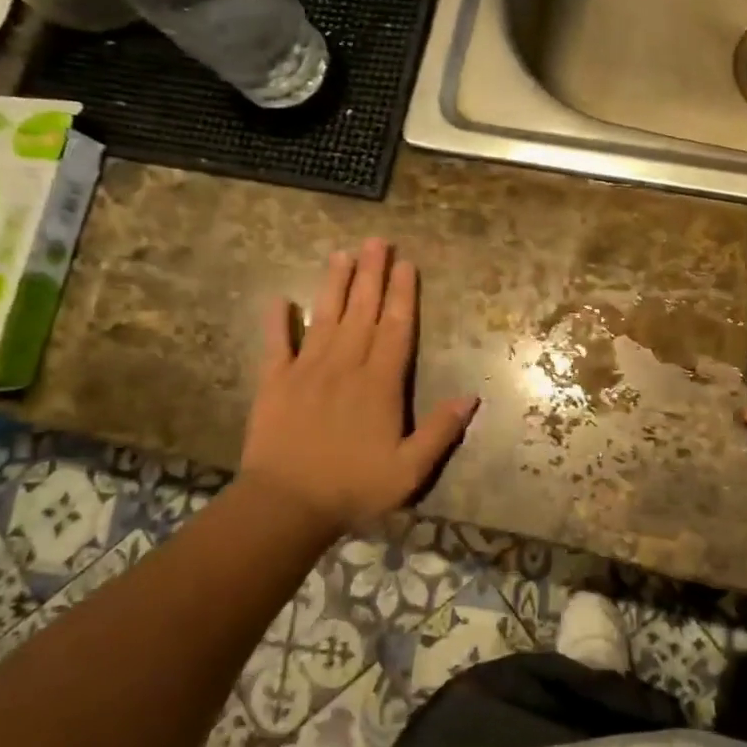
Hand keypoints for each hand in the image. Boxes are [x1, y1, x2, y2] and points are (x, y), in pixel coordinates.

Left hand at [242, 239, 478, 533]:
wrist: (286, 505)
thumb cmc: (353, 487)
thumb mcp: (409, 471)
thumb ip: (440, 432)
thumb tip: (471, 397)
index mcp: (380, 383)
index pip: (396, 328)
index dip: (403, 294)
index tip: (406, 263)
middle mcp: (346, 366)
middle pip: (362, 311)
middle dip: (372, 274)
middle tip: (377, 241)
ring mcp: (307, 370)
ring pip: (325, 317)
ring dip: (334, 284)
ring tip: (341, 253)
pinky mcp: (275, 382)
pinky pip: (276, 344)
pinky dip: (278, 322)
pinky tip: (280, 299)